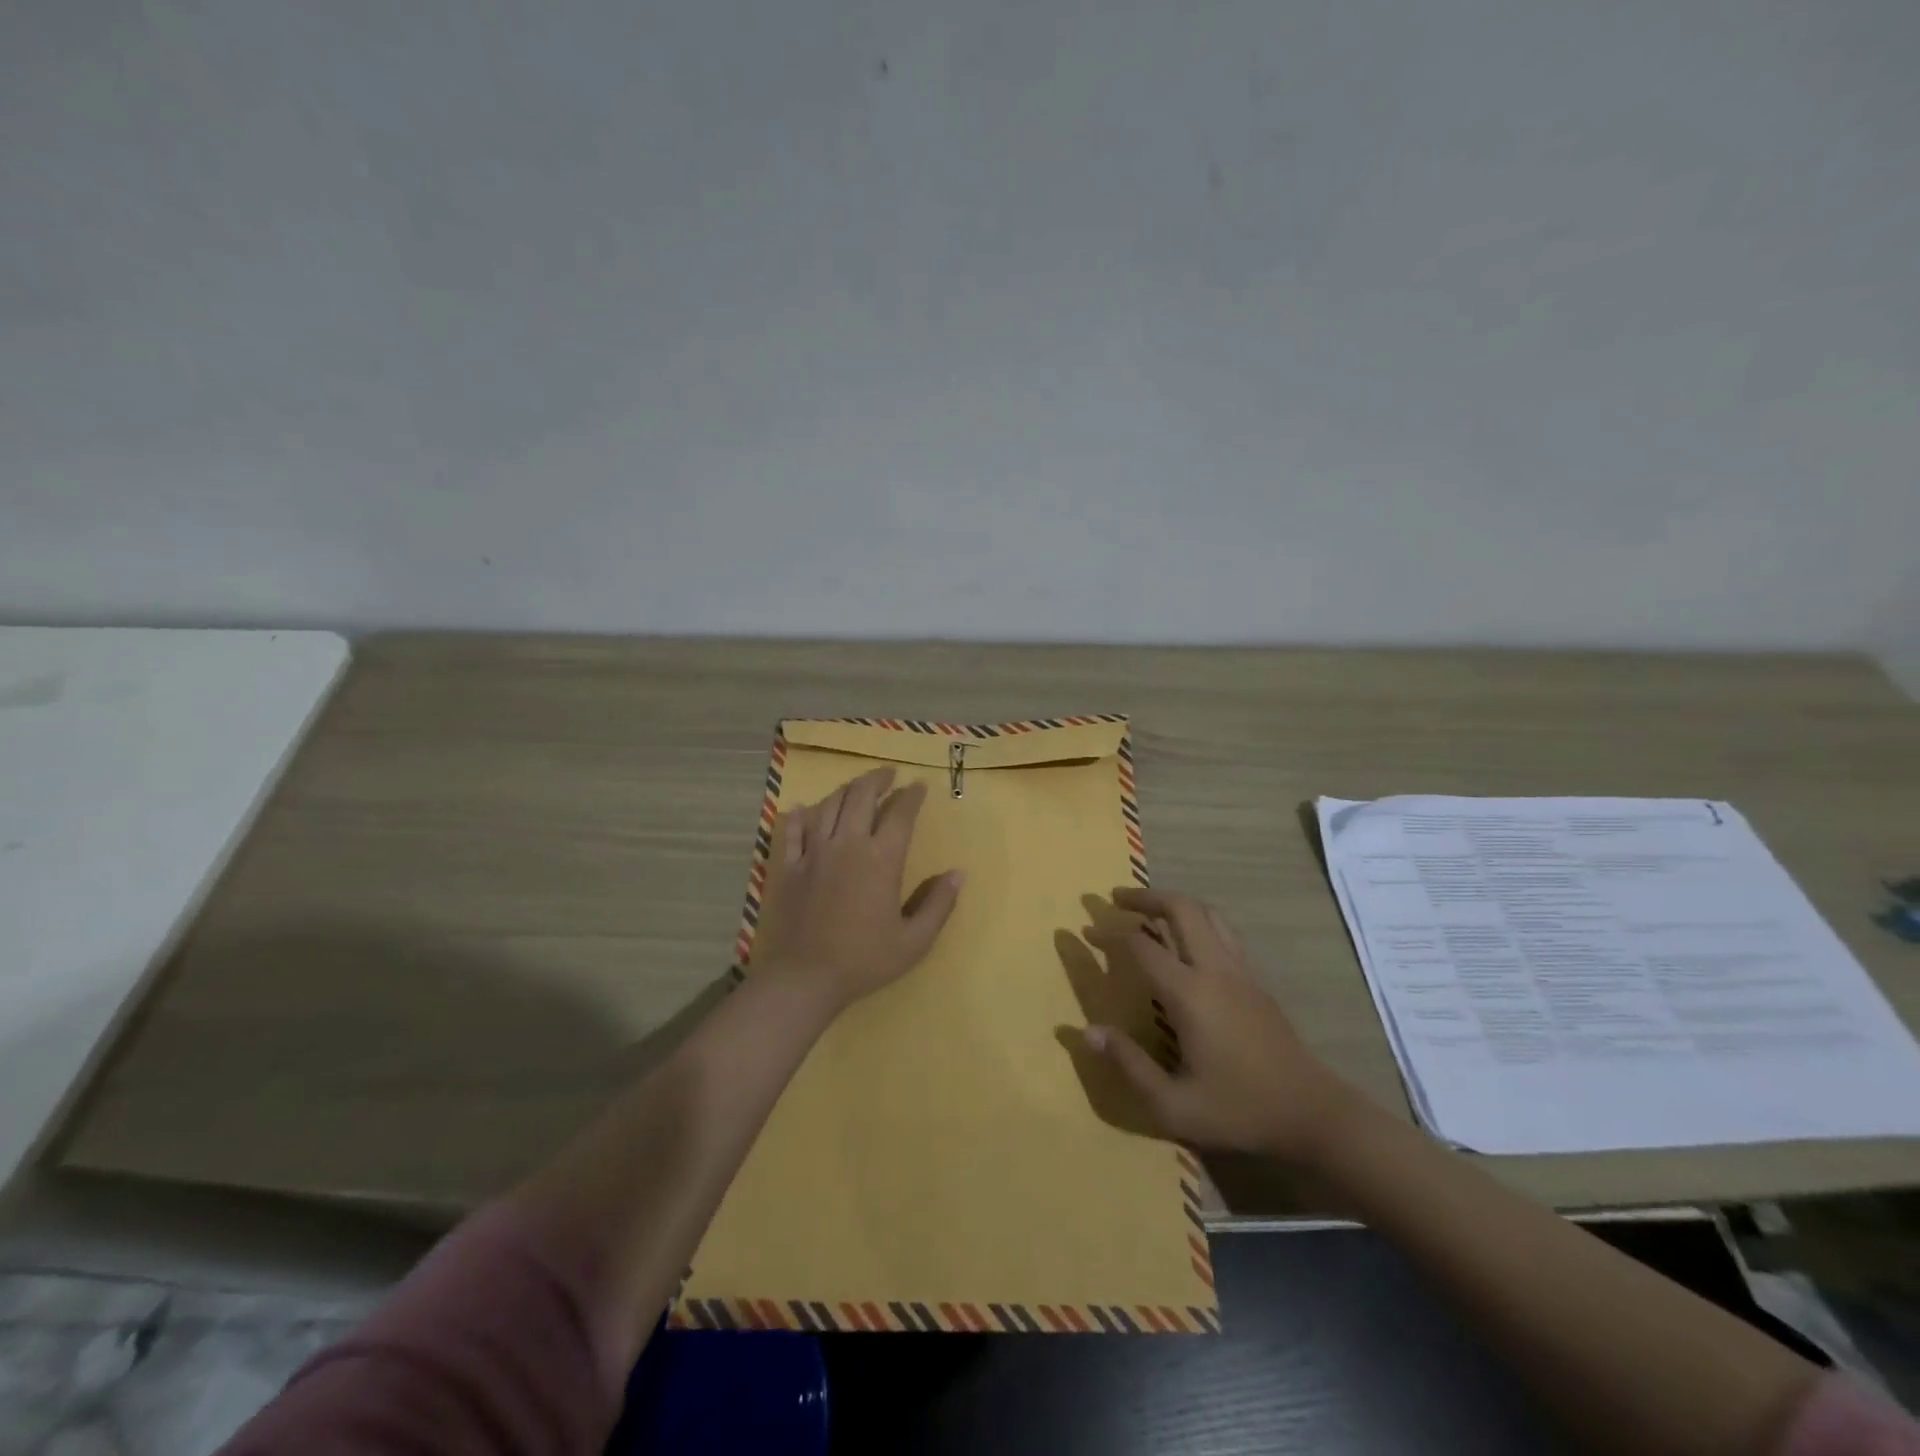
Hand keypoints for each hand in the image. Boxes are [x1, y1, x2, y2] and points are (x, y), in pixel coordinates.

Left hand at [751, 767, 963, 1013]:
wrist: (805, 978)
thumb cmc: (864, 960)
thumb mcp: (914, 941)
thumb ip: (939, 904)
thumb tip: (958, 874)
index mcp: (881, 858)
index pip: (900, 813)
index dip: (912, 795)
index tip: (919, 786)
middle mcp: (847, 844)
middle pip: (861, 795)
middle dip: (878, 779)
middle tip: (889, 775)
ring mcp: (813, 852)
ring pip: (828, 805)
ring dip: (845, 790)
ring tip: (856, 788)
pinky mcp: (788, 866)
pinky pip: (792, 830)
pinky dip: (800, 815)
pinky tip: (804, 809)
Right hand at [1083, 887, 1361, 1165]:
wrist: (1313, 1113)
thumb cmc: (1240, 1110)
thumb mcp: (1173, 1105)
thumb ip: (1128, 1065)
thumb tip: (1087, 1031)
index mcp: (1190, 994)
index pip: (1140, 947)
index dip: (1109, 934)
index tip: (1085, 931)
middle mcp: (1215, 970)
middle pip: (1181, 909)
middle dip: (1145, 897)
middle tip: (1116, 899)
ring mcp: (1241, 971)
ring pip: (1207, 914)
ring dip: (1174, 903)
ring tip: (1148, 909)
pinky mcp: (1256, 980)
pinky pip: (1222, 932)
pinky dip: (1197, 921)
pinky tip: (1186, 940)